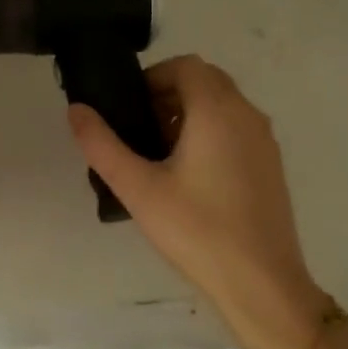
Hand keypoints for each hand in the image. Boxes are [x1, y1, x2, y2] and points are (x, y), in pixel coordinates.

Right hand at [67, 56, 313, 312]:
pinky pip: (237, 129)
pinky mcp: (271, 165)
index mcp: (217, 110)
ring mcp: (264, 140)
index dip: (153, 77)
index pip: (185, 65)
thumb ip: (102, 144)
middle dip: (168, 95)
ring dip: (189, 115)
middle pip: (205, 81)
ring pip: (222, 105)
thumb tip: (76, 109)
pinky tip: (190, 179)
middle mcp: (247, 114)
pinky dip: (210, 133)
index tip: (128, 108)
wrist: (262, 283)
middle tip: (139, 132)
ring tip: (159, 157)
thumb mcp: (138, 188)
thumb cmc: (197, 230)